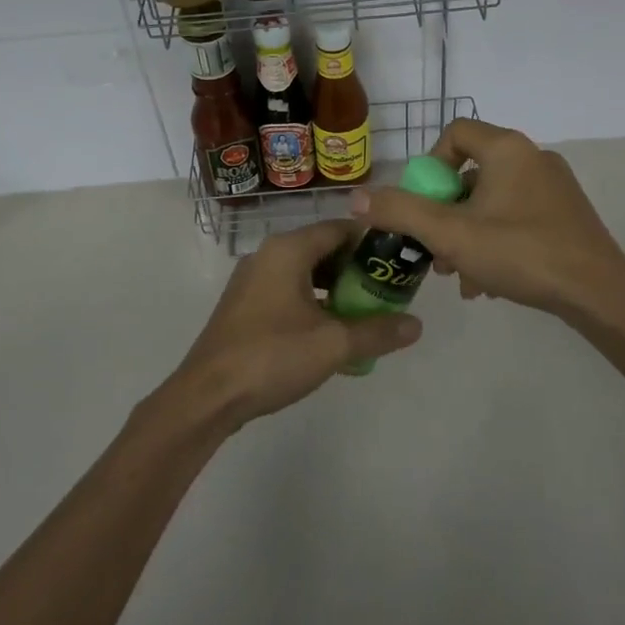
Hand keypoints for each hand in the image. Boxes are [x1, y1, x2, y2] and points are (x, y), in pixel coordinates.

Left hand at [169, 220, 422, 428]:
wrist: (208, 396)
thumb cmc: (272, 356)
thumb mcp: (333, 344)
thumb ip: (377, 331)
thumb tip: (416, 325)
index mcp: (288, 250)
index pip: (339, 228)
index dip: (372, 241)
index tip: (398, 260)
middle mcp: (268, 255)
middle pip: (322, 249)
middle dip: (356, 268)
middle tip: (386, 290)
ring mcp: (252, 280)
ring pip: (305, 272)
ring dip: (335, 288)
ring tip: (364, 313)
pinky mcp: (244, 305)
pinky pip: (288, 290)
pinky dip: (313, 302)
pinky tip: (329, 331)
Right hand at [352, 118, 624, 318]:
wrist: (599, 293)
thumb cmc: (521, 253)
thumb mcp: (451, 234)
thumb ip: (400, 212)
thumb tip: (355, 197)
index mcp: (507, 149)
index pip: (455, 134)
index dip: (429, 166)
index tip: (424, 205)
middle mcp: (533, 157)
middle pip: (471, 173)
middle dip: (445, 213)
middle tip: (435, 250)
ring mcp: (554, 186)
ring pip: (493, 201)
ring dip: (467, 234)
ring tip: (459, 275)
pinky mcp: (566, 214)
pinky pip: (517, 216)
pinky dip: (496, 241)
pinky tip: (488, 282)